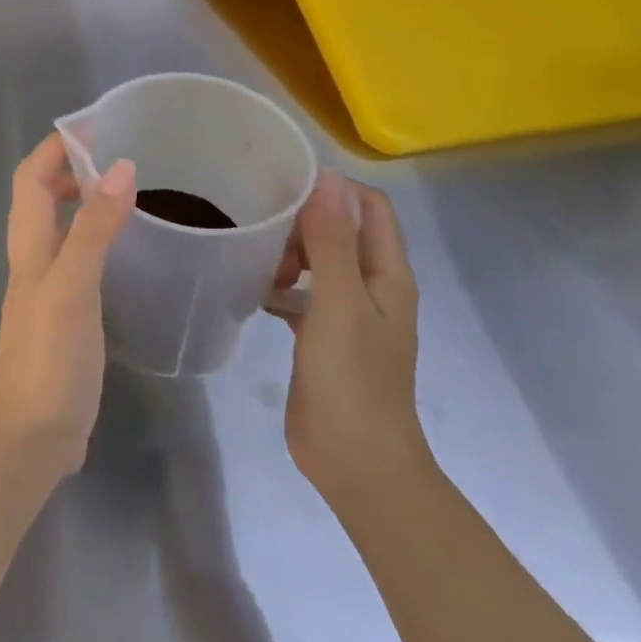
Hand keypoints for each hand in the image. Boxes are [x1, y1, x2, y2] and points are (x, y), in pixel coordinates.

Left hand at [0, 132, 134, 479]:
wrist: (32, 436)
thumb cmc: (49, 358)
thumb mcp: (72, 288)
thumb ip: (93, 230)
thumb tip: (121, 168)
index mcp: (29, 245)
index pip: (30, 177)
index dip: (55, 147)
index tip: (95, 126)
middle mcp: (33, 259)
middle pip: (40, 197)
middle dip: (69, 167)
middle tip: (116, 154)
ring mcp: (47, 289)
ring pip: (58, 227)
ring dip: (81, 201)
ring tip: (125, 191)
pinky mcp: (64, 315)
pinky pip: (77, 259)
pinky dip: (94, 239)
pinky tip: (125, 251)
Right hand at [267, 170, 430, 515]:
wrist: (356, 464)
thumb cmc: (352, 380)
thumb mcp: (339, 303)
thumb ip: (332, 241)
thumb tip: (326, 177)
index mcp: (387, 274)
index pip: (368, 207)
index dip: (332, 189)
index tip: (282, 186)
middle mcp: (372, 288)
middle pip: (340, 231)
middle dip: (302, 223)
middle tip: (261, 230)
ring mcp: (348, 314)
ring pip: (318, 262)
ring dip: (288, 254)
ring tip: (255, 263)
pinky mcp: (323, 337)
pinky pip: (301, 295)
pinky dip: (280, 287)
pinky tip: (252, 293)